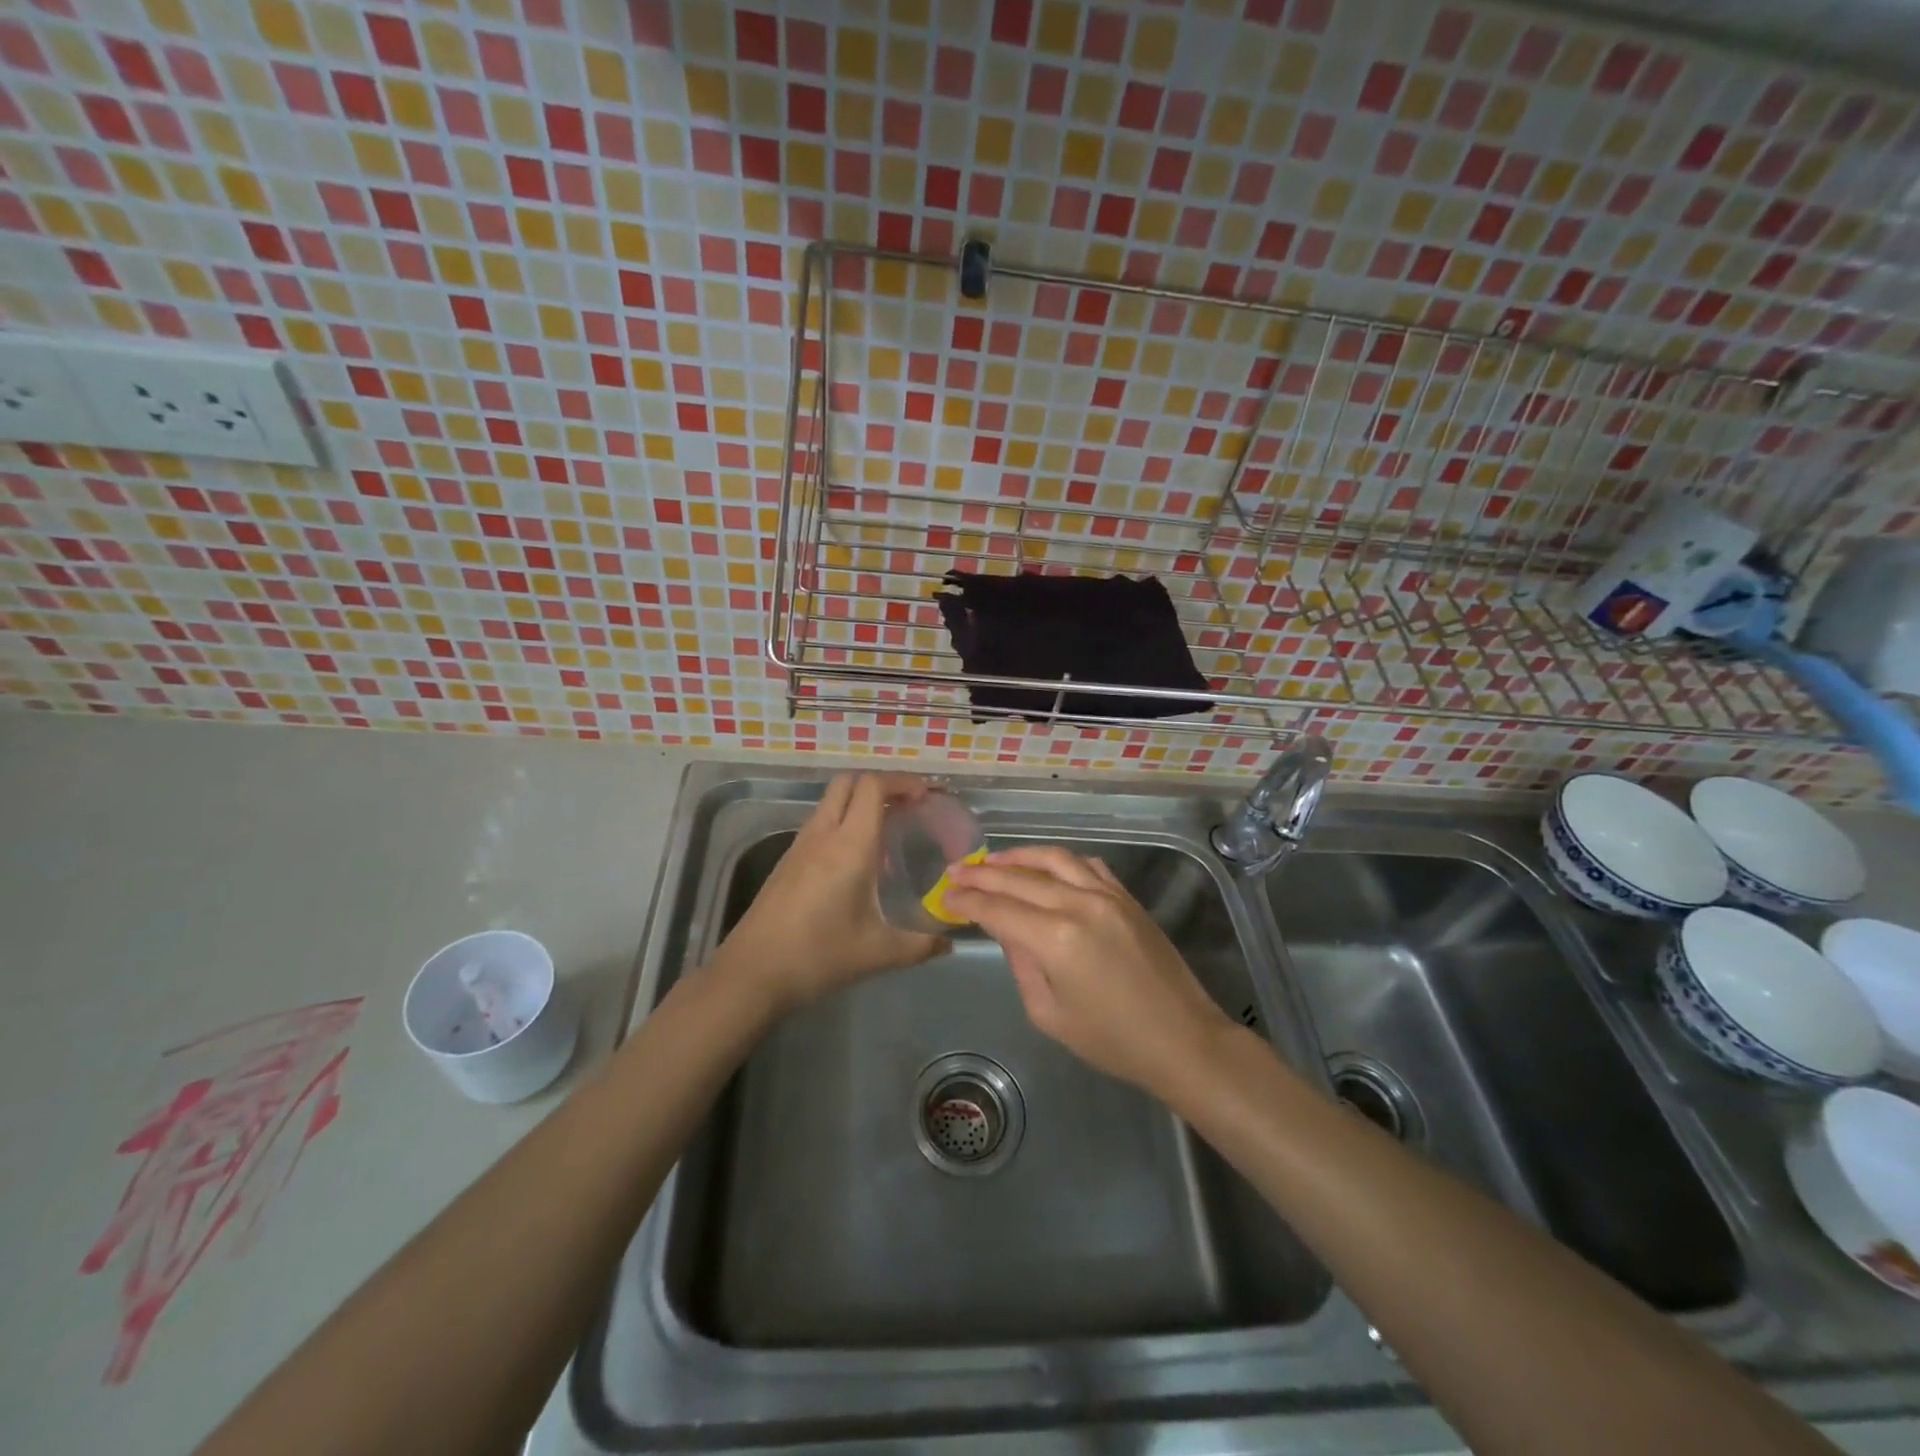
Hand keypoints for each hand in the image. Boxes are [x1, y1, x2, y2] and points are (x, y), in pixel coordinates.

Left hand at [717, 772, 947, 1012]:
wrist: (752, 973)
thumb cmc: (818, 956)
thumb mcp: (877, 953)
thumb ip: (920, 946)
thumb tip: (949, 944)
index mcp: (849, 846)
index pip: (872, 787)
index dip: (901, 782)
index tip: (925, 796)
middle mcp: (822, 835)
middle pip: (847, 783)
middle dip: (880, 785)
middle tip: (907, 806)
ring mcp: (799, 846)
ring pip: (830, 802)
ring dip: (858, 803)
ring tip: (887, 831)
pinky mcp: (786, 861)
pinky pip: (819, 824)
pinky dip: (841, 822)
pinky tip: (855, 860)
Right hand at [943, 846, 1232, 1096]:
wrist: (1181, 1039)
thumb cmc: (1111, 1041)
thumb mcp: (1050, 1013)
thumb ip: (1022, 964)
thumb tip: (1006, 929)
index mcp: (1055, 939)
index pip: (998, 909)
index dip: (968, 900)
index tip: (946, 895)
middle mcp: (1079, 904)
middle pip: (1019, 878)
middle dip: (982, 874)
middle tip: (955, 871)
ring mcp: (1107, 895)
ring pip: (1053, 859)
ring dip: (1019, 857)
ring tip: (993, 861)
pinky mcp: (1126, 897)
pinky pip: (1087, 865)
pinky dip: (1059, 861)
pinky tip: (1045, 868)